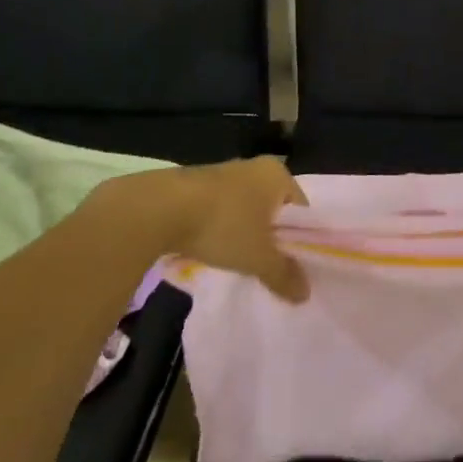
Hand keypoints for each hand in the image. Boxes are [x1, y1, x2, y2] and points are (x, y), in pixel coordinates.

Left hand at [86, 156, 310, 302]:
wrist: (156, 209)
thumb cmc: (222, 225)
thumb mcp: (258, 257)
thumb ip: (283, 274)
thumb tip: (305, 294)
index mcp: (277, 174)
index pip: (301, 208)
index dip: (299, 238)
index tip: (290, 264)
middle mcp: (254, 167)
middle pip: (272, 208)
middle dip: (269, 236)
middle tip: (265, 265)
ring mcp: (222, 173)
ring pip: (243, 210)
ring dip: (242, 234)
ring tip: (236, 262)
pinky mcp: (194, 185)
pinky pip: (217, 211)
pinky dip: (218, 229)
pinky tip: (209, 250)